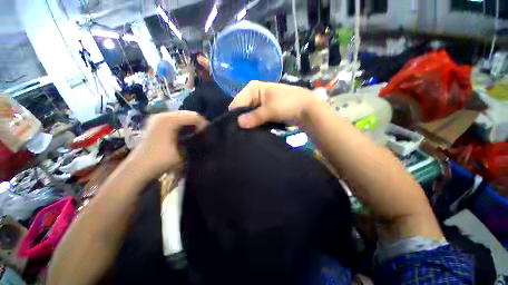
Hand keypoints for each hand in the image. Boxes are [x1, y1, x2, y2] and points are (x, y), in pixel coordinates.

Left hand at [129, 111, 207, 176]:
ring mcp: (157, 118)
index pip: (193, 116)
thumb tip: (204, 136)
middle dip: (197, 122)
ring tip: (197, 133)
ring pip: (181, 116)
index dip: (204, 124)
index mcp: (169, 120)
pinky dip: (182, 125)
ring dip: (190, 123)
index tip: (209, 133)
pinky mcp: (155, 123)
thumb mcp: (183, 152)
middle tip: (204, 133)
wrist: (138, 168)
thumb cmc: (161, 160)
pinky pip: (174, 119)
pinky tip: (186, 132)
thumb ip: (195, 141)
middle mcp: (162, 115)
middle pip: (187, 114)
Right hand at [229, 81, 320, 128]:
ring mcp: (259, 103)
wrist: (306, 109)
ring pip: (248, 115)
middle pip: (242, 109)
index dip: (235, 115)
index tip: (235, 129)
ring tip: (247, 134)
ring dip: (248, 124)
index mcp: (252, 88)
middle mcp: (253, 94)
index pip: (237, 102)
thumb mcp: (270, 110)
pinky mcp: (264, 111)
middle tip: (241, 133)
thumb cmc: (288, 104)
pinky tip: (254, 131)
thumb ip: (254, 117)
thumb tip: (239, 124)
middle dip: (242, 120)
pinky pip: (255, 118)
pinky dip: (254, 124)